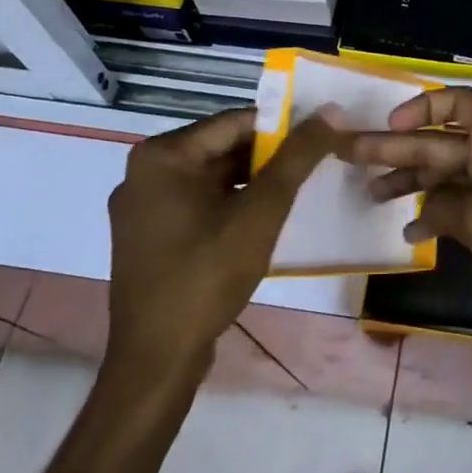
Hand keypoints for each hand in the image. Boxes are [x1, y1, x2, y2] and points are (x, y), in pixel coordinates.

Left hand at [103, 108, 341, 385]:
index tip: (318, 139)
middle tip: (310, 167)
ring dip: (251, 181)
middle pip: (221, 147)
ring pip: (210, 176)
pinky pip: (196, 202)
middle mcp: (143, 172)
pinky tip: (259, 220)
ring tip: (292, 192)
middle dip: (267, 156)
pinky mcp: (146, 235)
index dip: (281, 127)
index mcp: (162, 155)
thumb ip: (297, 157)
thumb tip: (331, 112)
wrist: (157, 360)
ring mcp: (141, 206)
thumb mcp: (261, 210)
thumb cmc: (207, 275)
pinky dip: (228, 203)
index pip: (234, 122)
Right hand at [346, 88, 471, 340]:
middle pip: (442, 142)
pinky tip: (412, 232)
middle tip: (353, 158)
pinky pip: (465, 208)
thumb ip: (445, 206)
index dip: (422, 106)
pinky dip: (439, 216)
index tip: (390, 124)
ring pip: (450, 176)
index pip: (458, 103)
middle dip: (399, 149)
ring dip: (414, 182)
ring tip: (372, 195)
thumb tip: (425, 210)